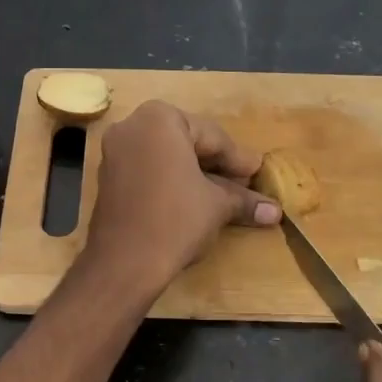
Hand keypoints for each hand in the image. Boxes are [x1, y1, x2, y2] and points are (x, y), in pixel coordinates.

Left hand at [82, 100, 279, 288]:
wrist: (124, 263)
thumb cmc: (176, 220)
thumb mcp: (217, 206)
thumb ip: (243, 200)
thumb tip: (274, 211)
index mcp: (160, 119)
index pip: (212, 137)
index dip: (238, 160)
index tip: (257, 173)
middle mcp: (132, 126)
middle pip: (187, 142)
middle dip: (215, 164)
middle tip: (243, 183)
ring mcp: (114, 151)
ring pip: (166, 157)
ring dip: (193, 173)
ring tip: (222, 194)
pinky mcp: (107, 178)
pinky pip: (147, 170)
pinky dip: (170, 181)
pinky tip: (192, 200)